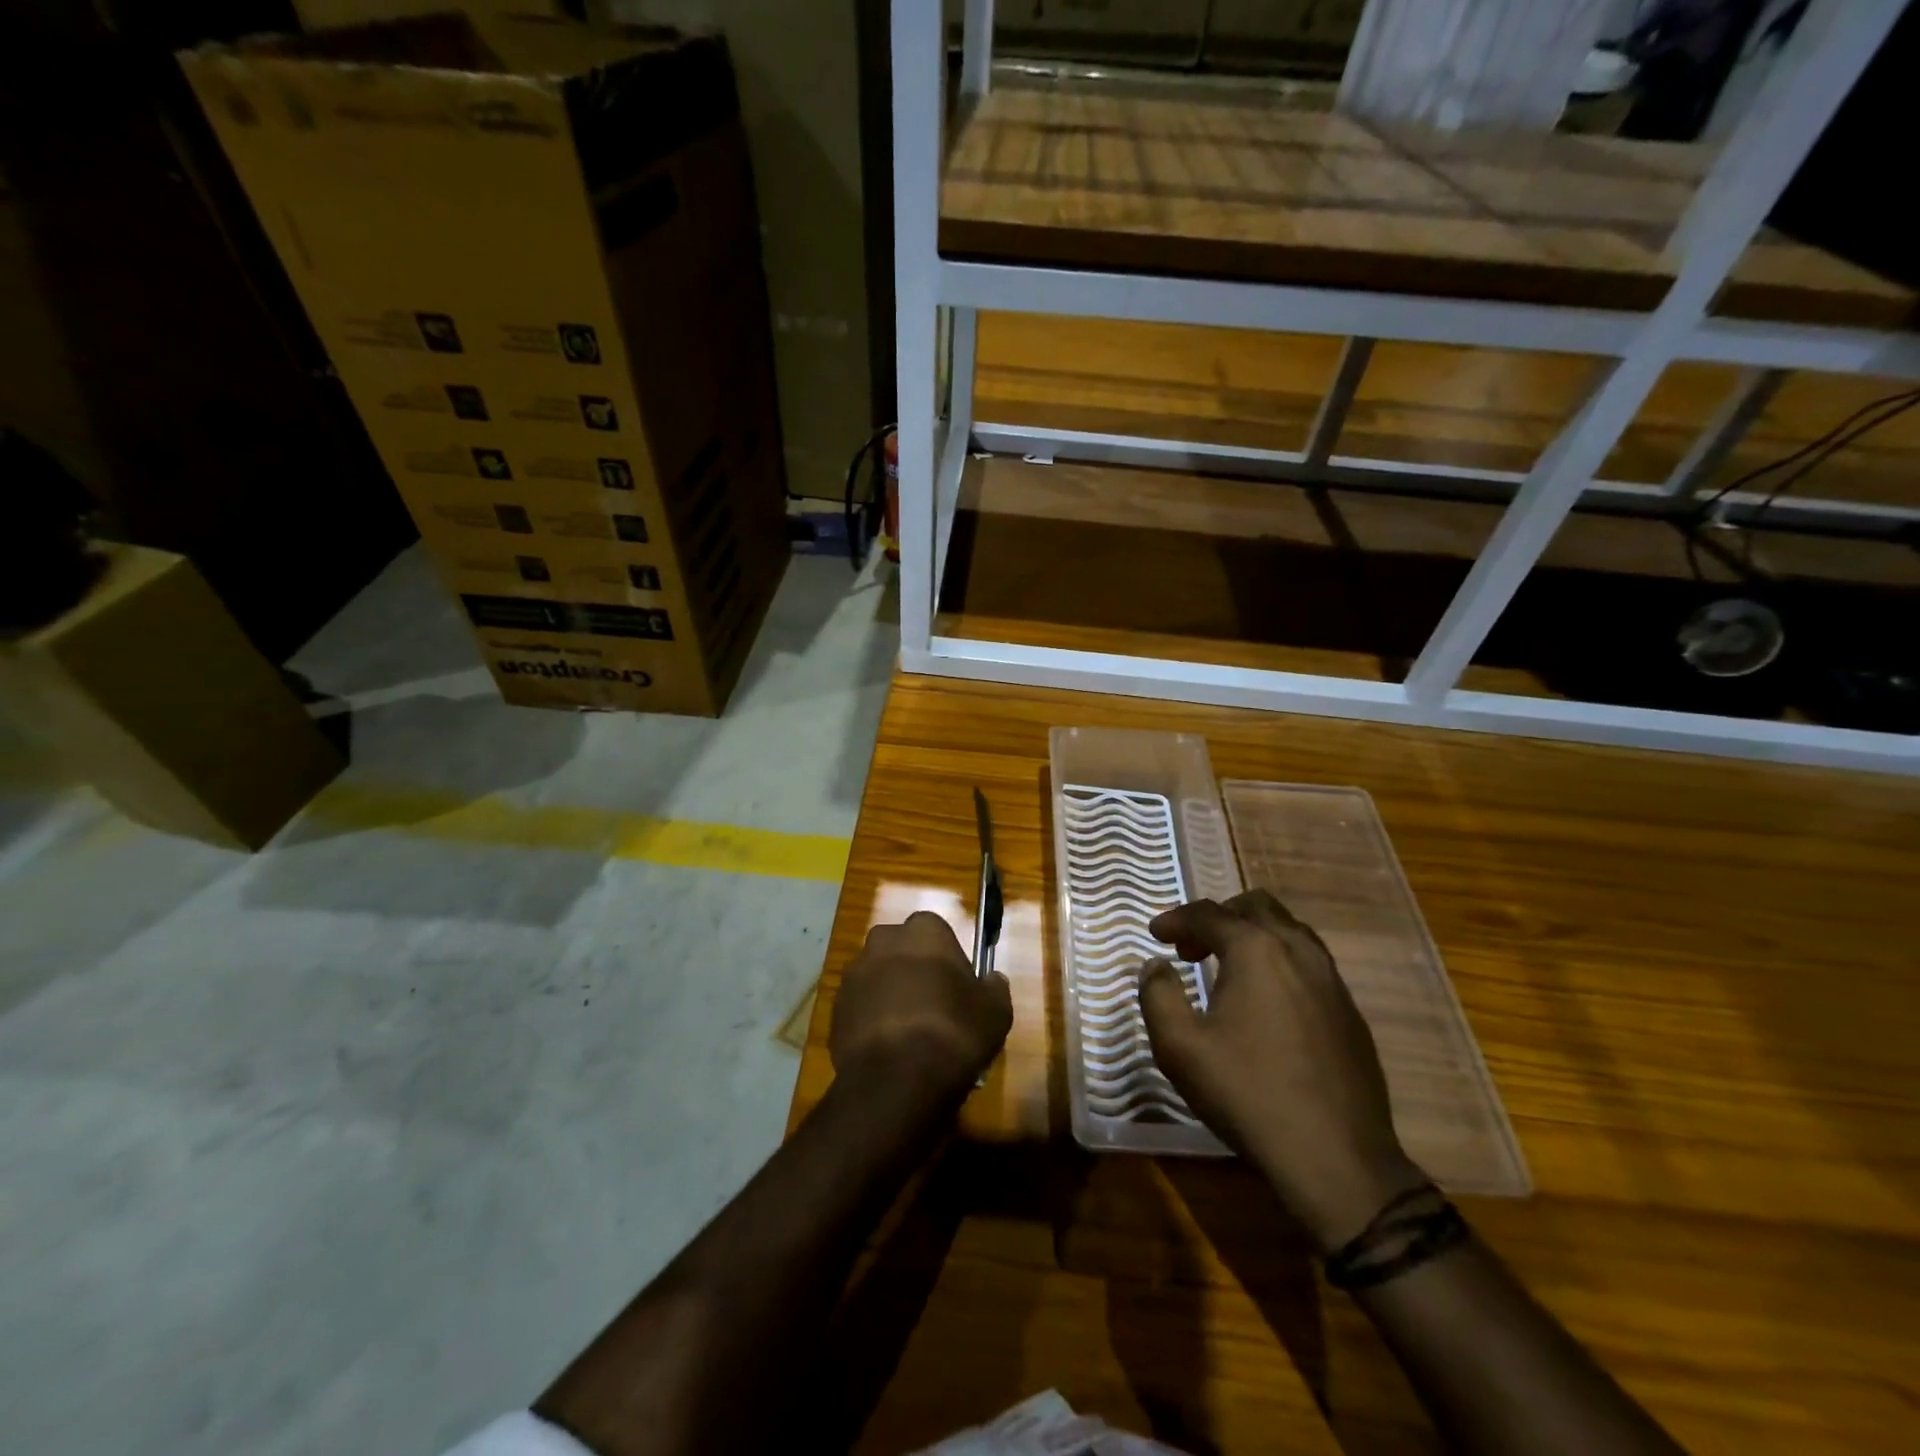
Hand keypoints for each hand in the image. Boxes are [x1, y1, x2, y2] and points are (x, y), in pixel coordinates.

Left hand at [831, 911, 1013, 1108]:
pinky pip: (860, 1007)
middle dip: (912, 970)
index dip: (946, 958)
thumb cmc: (953, 1032)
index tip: (957, 986)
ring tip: (908, 1034)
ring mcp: (854, 974)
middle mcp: (883, 941)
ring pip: (877, 978)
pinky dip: (871, 1021)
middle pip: (901, 950)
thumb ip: (995, 989)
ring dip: (889, 995)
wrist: (896, 1079)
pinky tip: (888, 1049)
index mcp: (923, 931)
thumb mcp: (995, 1012)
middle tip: (933, 1006)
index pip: (935, 931)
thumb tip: (993, 980)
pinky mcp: (834, 1008)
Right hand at [1140, 891, 1426, 1251]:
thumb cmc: (1248, 1094)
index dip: (1176, 919)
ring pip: (1289, 931)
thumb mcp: (1179, 1047)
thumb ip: (1158, 994)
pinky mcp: (1350, 1012)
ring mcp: (1332, 980)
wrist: (1337, 1159)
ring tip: (1227, 968)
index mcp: (1256, 950)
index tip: (1156, 934)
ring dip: (1252, 936)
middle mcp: (1298, 951)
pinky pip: (1310, 963)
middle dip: (1218, 917)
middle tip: (1191, 947)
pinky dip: (1279, 962)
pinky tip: (1266, 1003)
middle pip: (1256, 906)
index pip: (1208, 913)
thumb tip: (1155, 966)